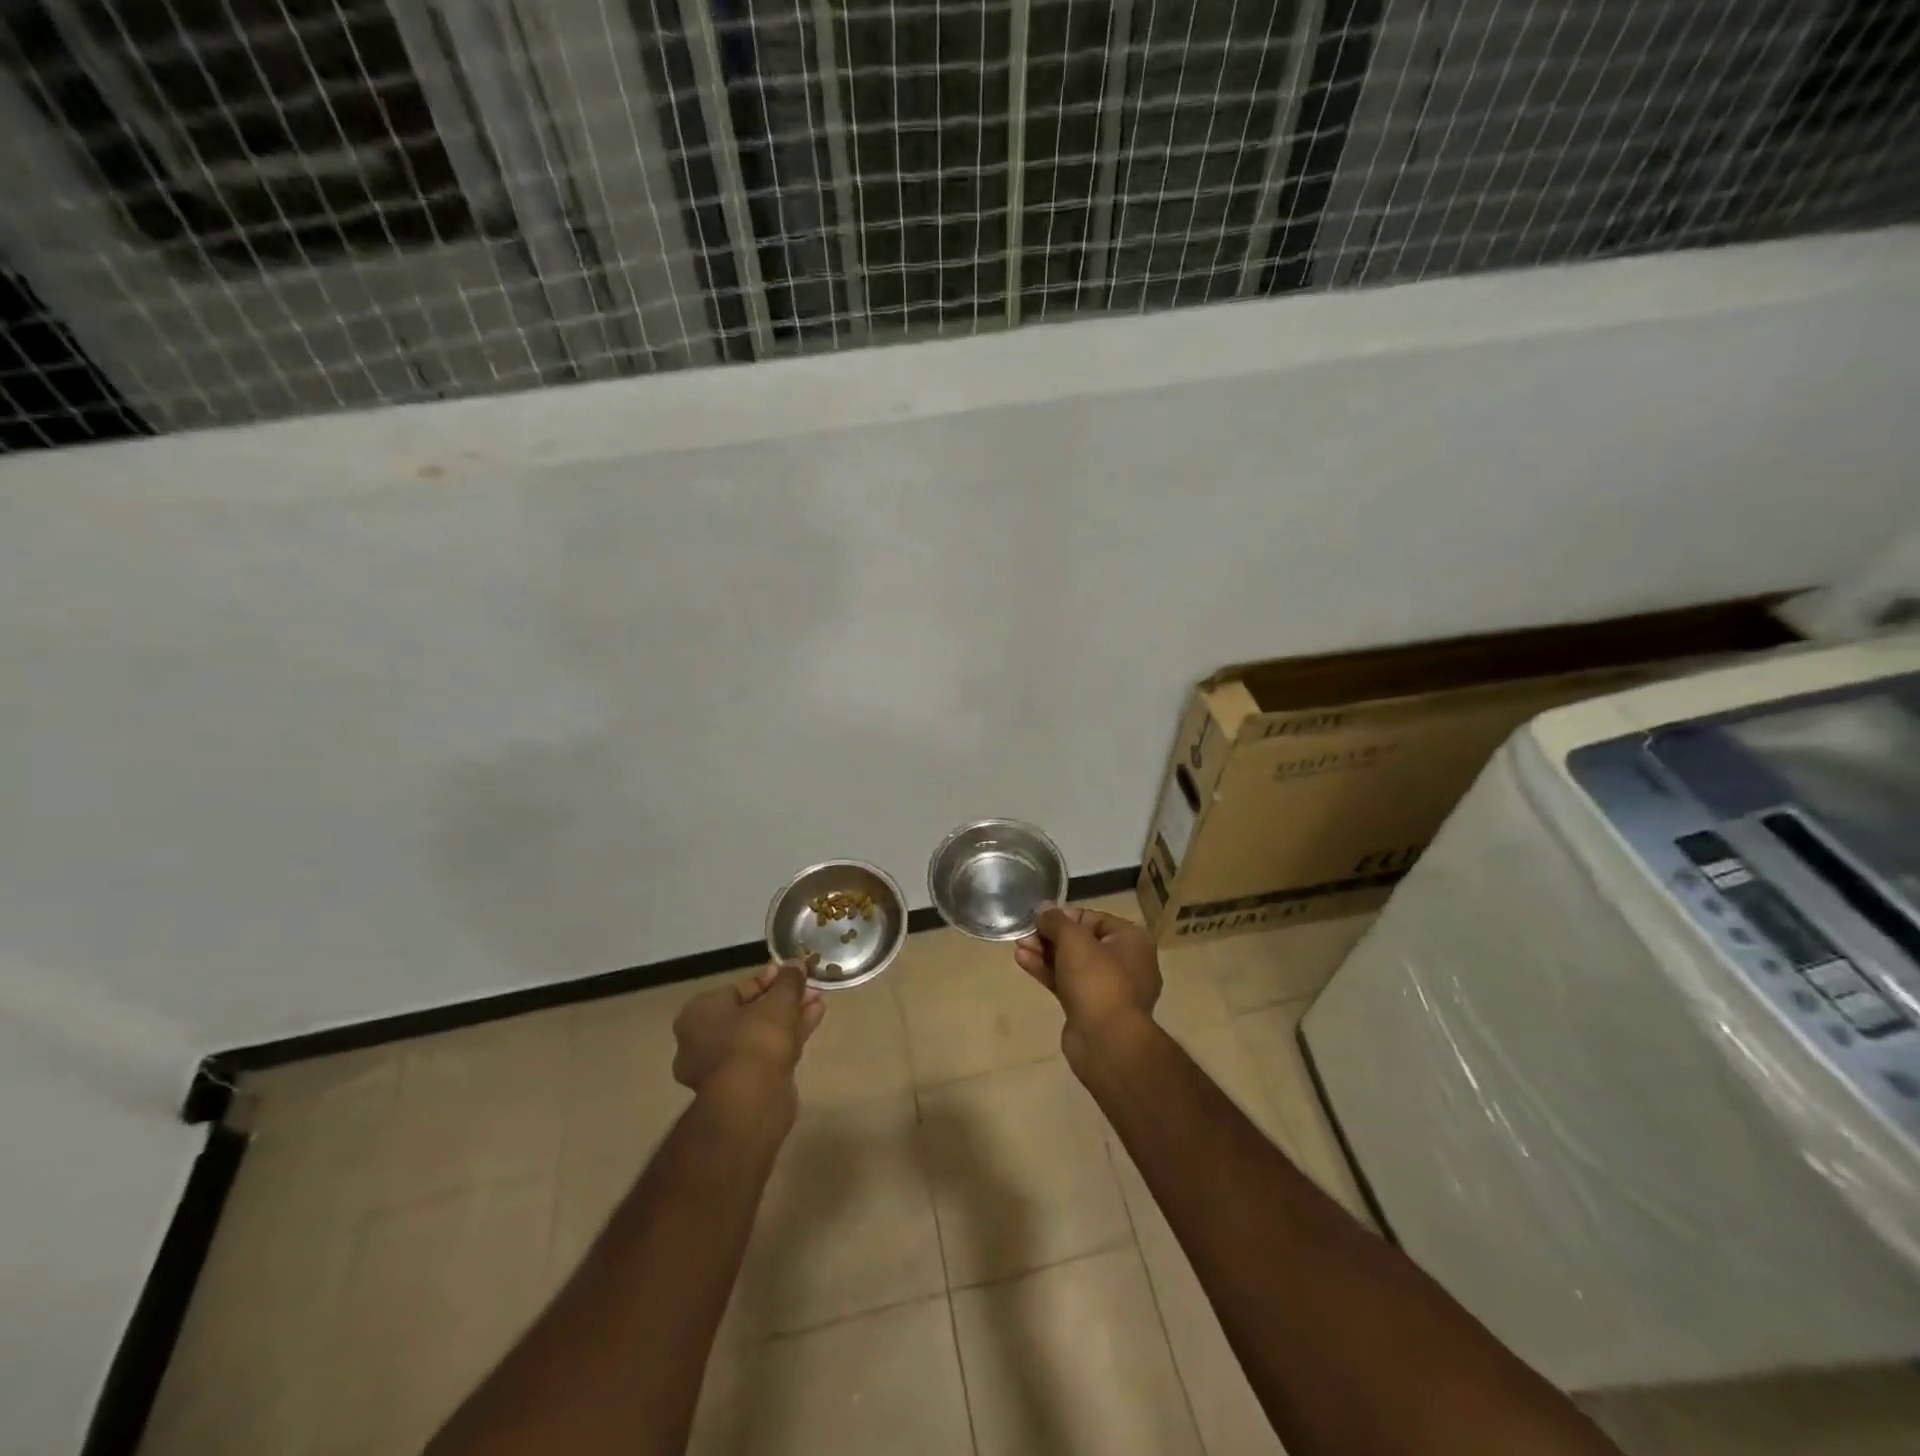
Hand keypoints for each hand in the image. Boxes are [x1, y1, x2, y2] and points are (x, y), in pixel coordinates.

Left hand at [672, 962, 824, 1094]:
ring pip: (760, 1034)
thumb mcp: (778, 1001)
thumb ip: (789, 980)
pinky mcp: (740, 1086)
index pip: (740, 988)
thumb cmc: (755, 1041)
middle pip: (751, 1011)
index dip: (772, 979)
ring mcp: (721, 1066)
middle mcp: (702, 1039)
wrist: (751, 1102)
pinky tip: (814, 1020)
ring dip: (790, 1017)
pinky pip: (765, 1053)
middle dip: (783, 1000)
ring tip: (818, 1001)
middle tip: (809, 988)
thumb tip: (797, 963)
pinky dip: (788, 1037)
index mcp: (699, 1013)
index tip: (794, 974)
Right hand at [1014, 903, 1160, 1056]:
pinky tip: (1023, 962)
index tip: (1040, 917)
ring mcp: (1109, 988)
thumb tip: (1044, 908)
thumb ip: (1056, 921)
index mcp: (1132, 940)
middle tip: (1025, 933)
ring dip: (1045, 953)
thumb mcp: (1074, 940)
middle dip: (1050, 936)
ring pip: (1072, 964)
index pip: (1094, 919)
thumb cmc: (1097, 979)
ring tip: (1018, 945)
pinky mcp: (1091, 1009)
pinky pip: (1068, 983)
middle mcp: (1126, 962)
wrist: (1107, 1041)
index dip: (1065, 916)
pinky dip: (1047, 972)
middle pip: (1082, 941)